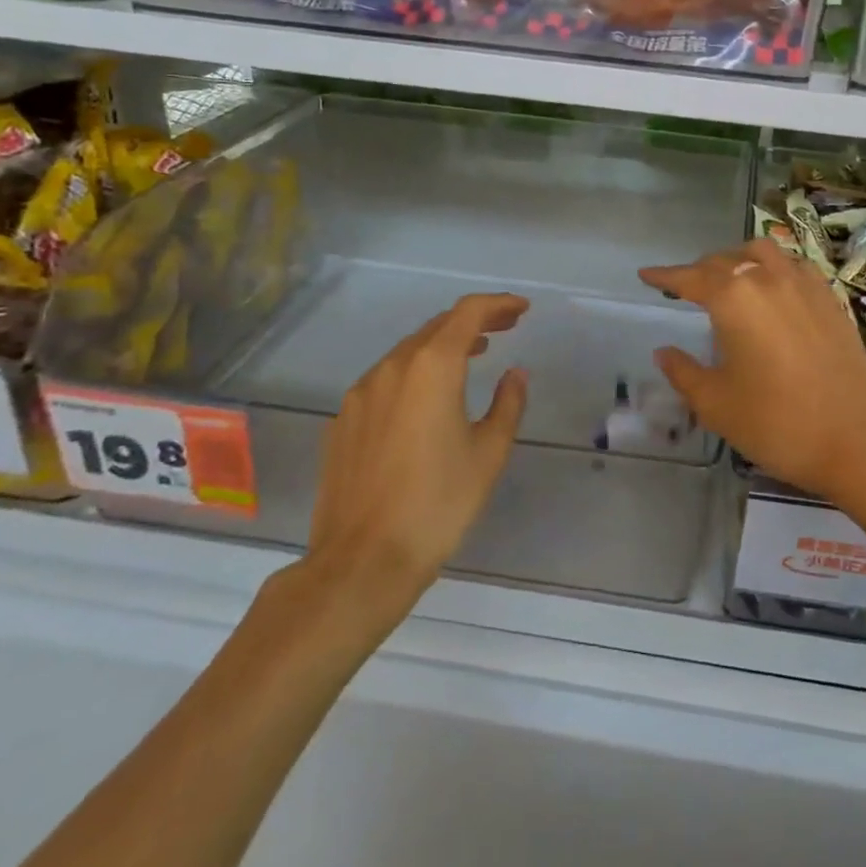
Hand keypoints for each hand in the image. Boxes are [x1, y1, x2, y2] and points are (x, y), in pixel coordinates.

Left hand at [304, 293, 529, 600]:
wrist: (361, 562)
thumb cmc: (437, 504)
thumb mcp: (488, 454)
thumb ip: (508, 404)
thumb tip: (515, 375)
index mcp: (431, 367)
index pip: (468, 313)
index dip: (498, 304)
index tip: (522, 309)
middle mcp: (392, 368)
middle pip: (437, 326)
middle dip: (474, 322)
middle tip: (505, 328)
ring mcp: (361, 393)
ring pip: (409, 351)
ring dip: (443, 346)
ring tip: (473, 356)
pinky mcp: (343, 420)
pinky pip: (386, 379)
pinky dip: (416, 372)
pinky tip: (428, 399)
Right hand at [639, 238, 865, 507]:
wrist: (856, 441)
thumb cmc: (776, 423)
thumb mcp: (716, 404)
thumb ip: (684, 371)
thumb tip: (664, 351)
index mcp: (734, 298)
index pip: (690, 278)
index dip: (665, 276)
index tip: (646, 275)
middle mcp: (769, 279)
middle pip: (725, 261)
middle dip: (699, 270)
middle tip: (684, 288)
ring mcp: (805, 285)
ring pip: (763, 253)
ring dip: (737, 260)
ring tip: (727, 280)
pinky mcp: (830, 299)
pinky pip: (793, 266)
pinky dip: (772, 267)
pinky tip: (772, 290)